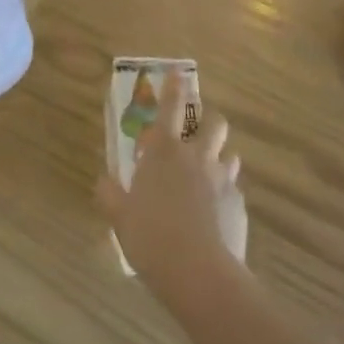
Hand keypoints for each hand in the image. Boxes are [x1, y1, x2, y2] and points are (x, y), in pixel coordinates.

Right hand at [97, 75, 247, 310]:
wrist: (199, 272)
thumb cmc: (151, 237)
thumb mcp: (119, 217)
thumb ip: (110, 195)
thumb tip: (103, 181)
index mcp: (164, 153)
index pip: (170, 108)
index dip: (174, 86)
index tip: (179, 71)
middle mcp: (197, 158)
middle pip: (213, 123)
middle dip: (208, 119)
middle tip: (198, 128)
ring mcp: (222, 180)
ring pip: (228, 153)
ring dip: (219, 156)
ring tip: (208, 171)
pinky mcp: (239, 204)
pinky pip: (233, 188)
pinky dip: (224, 192)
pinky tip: (215, 212)